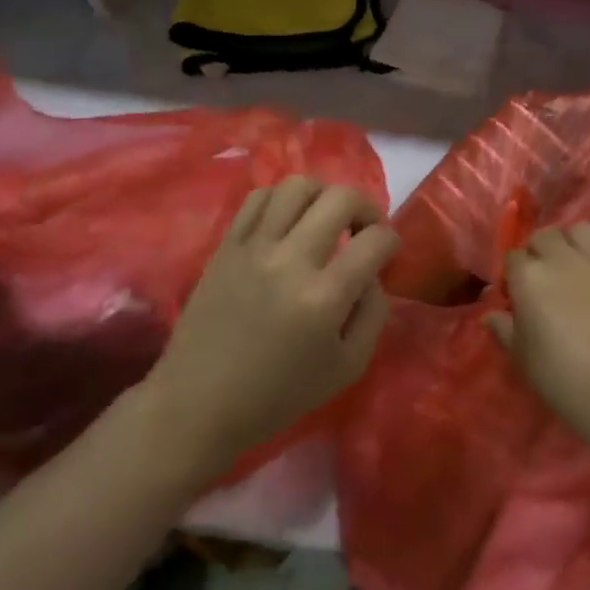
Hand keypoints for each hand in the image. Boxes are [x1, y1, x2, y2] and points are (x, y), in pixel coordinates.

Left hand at [144, 178, 396, 474]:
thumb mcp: (347, 368)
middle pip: (341, 198)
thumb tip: (373, 273)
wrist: (198, 405)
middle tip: (363, 230)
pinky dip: (282, 200)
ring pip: (298, 185)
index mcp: (323, 298)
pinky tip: (288, 223)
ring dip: (323, 196)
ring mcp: (253, 247)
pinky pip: (259, 197)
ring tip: (324, 220)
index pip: (375, 240)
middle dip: (366, 207)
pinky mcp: (226, 245)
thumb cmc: (277, 395)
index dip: (391, 241)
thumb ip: (373, 314)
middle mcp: (290, 261)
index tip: (387, 252)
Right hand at [486, 223, 589, 445]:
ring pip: (581, 230)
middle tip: (545, 277)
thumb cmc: (562, 378)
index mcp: (529, 276)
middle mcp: (563, 257)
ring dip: (573, 241)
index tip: (517, 294)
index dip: (513, 274)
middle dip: (540, 251)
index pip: (513, 257)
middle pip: (545, 236)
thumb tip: (489, 315)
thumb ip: (504, 329)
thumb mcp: (522, 357)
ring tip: (576, 263)